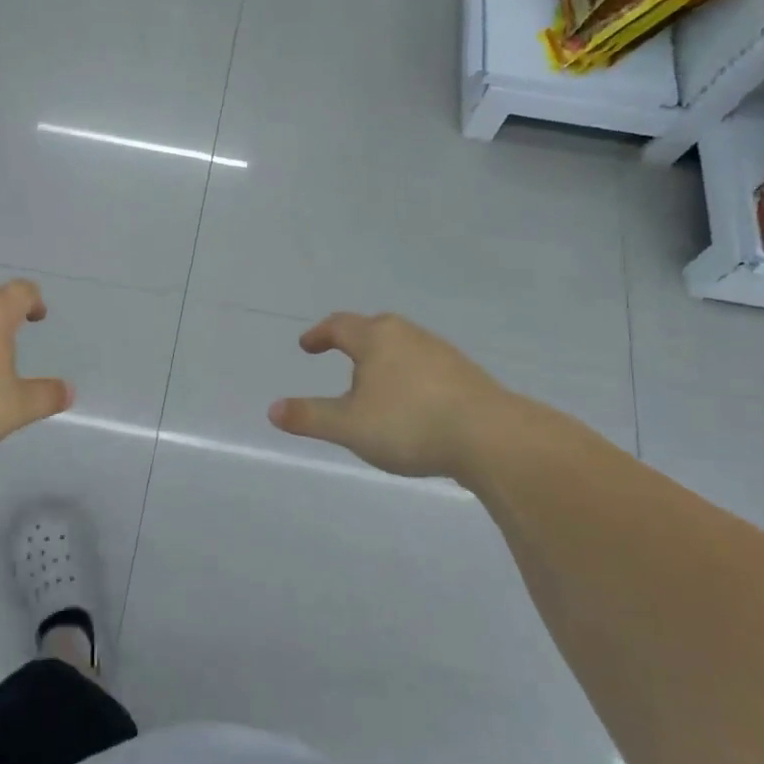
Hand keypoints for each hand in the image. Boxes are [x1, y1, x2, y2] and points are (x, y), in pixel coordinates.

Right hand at [269, 312, 514, 478]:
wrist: (491, 437)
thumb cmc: (410, 424)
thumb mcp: (349, 426)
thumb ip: (310, 416)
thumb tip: (272, 409)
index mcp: (376, 339)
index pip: (340, 326)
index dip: (319, 334)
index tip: (307, 346)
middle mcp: (408, 335)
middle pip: (374, 328)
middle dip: (354, 340)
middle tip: (340, 355)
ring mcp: (441, 353)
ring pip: (402, 346)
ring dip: (383, 359)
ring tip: (374, 384)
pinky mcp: (465, 374)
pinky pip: (425, 365)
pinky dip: (408, 375)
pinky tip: (412, 402)